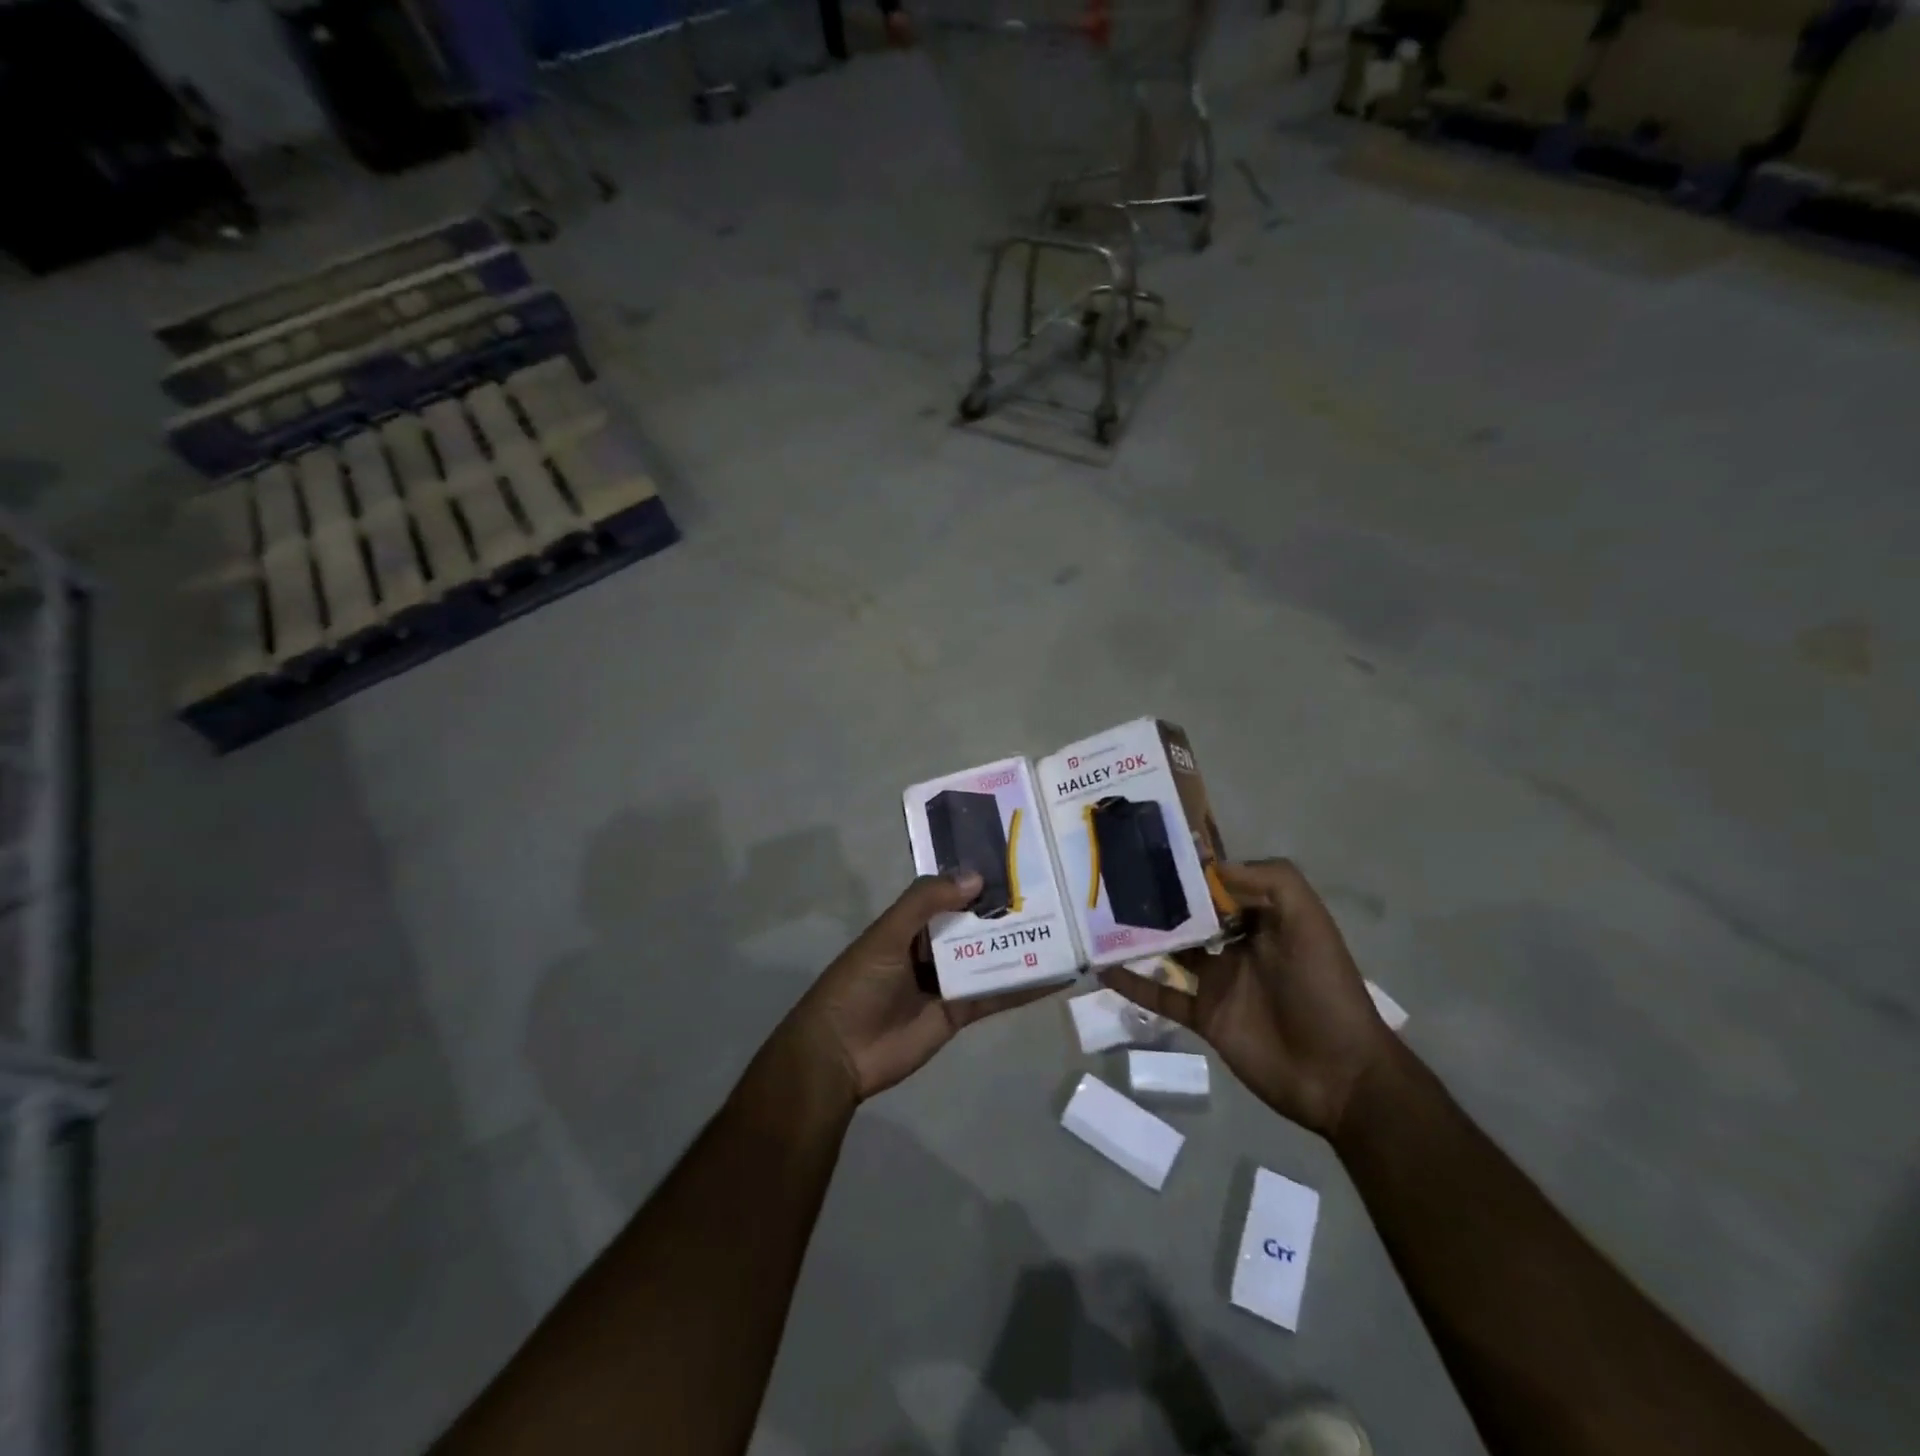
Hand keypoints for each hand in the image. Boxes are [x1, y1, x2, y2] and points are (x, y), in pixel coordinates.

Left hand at [788, 871, 1061, 1102]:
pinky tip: (1055, 977)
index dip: (978, 879)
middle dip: (1007, 911)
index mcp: (911, 923)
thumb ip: (926, 902)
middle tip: (1054, 892)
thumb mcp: (887, 934)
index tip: (1017, 861)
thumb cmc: (858, 983)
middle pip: (975, 925)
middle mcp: (932, 947)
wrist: (841, 1054)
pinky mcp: (960, 1012)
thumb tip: (976, 876)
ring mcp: (948, 980)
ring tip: (1064, 929)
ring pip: (990, 957)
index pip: (950, 893)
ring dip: (1020, 946)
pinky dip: (1024, 987)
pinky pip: (996, 995)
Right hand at [1099, 859, 1393, 1136]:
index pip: (1221, 884)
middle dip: (1160, 897)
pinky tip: (1103, 969)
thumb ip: (1271, 882)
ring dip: (1140, 936)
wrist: (1338, 1075)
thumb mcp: (1309, 922)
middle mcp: (1237, 944)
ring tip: (1100, 916)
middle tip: (1115, 879)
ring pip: (1171, 950)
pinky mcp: (1204, 1015)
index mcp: (1263, 919)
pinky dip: (1133, 983)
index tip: (1152, 850)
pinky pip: (1161, 995)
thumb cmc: (1323, 989)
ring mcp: (1218, 981)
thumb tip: (1209, 867)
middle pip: (1191, 914)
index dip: (1192, 869)